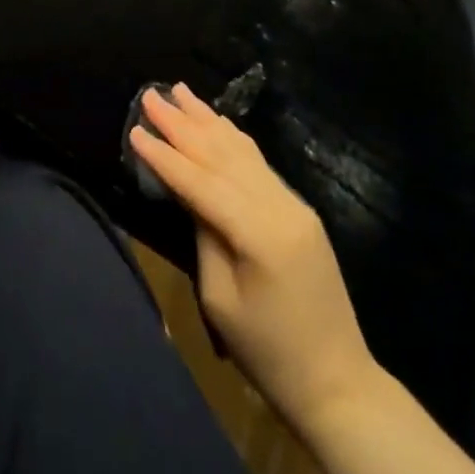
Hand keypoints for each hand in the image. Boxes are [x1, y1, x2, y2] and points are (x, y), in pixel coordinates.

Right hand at [129, 85, 379, 429]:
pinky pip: (258, 164)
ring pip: (242, 151)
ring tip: (180, 91)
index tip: (135, 128)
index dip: (165, 156)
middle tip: (152, 94)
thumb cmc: (269, 353)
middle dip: (184, 123)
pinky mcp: (298, 210)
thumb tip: (190, 194)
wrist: (339, 382)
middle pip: (223, 155)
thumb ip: (205, 236)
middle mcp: (281, 206)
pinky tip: (217, 121)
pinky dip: (232, 138)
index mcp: (260, 233)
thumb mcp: (221, 300)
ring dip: (208, 119)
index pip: (201, 182)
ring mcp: (294, 204)